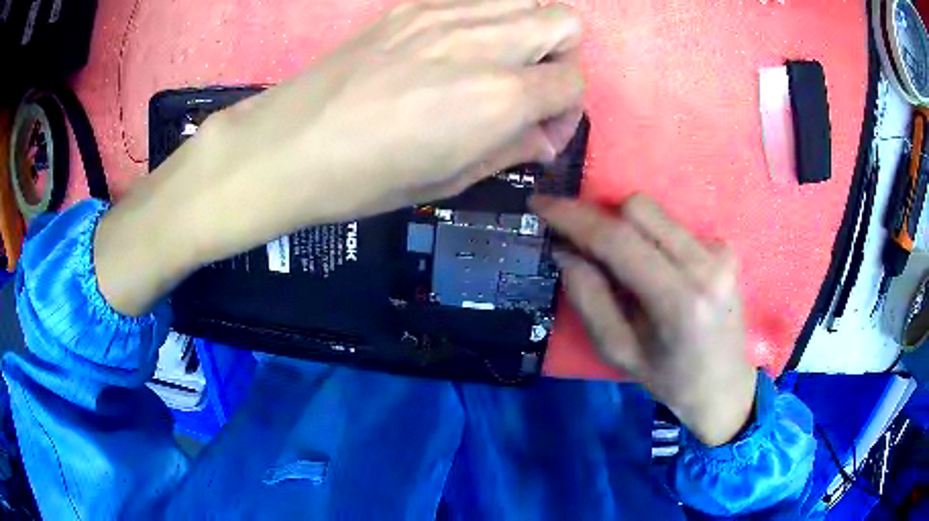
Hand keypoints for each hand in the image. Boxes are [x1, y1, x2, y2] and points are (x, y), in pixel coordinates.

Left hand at [95, 0, 584, 315]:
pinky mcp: (413, 6)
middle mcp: (483, 42)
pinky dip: (488, 21)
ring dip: (529, 32)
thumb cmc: (366, 178)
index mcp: (498, 97)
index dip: (568, 111)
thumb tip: (541, 137)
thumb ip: (509, 150)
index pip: (572, 81)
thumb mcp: (448, 181)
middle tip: (530, 88)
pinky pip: (478, 0)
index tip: (541, 130)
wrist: (289, 144)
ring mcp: (445, 14)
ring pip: (526, 1)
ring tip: (498, 65)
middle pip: (565, 23)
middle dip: (562, 58)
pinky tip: (458, 51)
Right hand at [532, 194, 756, 446]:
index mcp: (679, 301)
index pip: (619, 240)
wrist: (724, 385)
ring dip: (627, 228)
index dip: (574, 218)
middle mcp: (705, 265)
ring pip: (656, 212)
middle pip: (638, 208)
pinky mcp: (725, 248)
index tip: (541, 204)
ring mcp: (720, 252)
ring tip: (623, 266)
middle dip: (602, 219)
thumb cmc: (669, 379)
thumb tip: (564, 249)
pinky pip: (673, 226)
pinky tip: (656, 271)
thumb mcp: (619, 351)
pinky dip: (652, 239)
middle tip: (582, 244)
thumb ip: (588, 298)